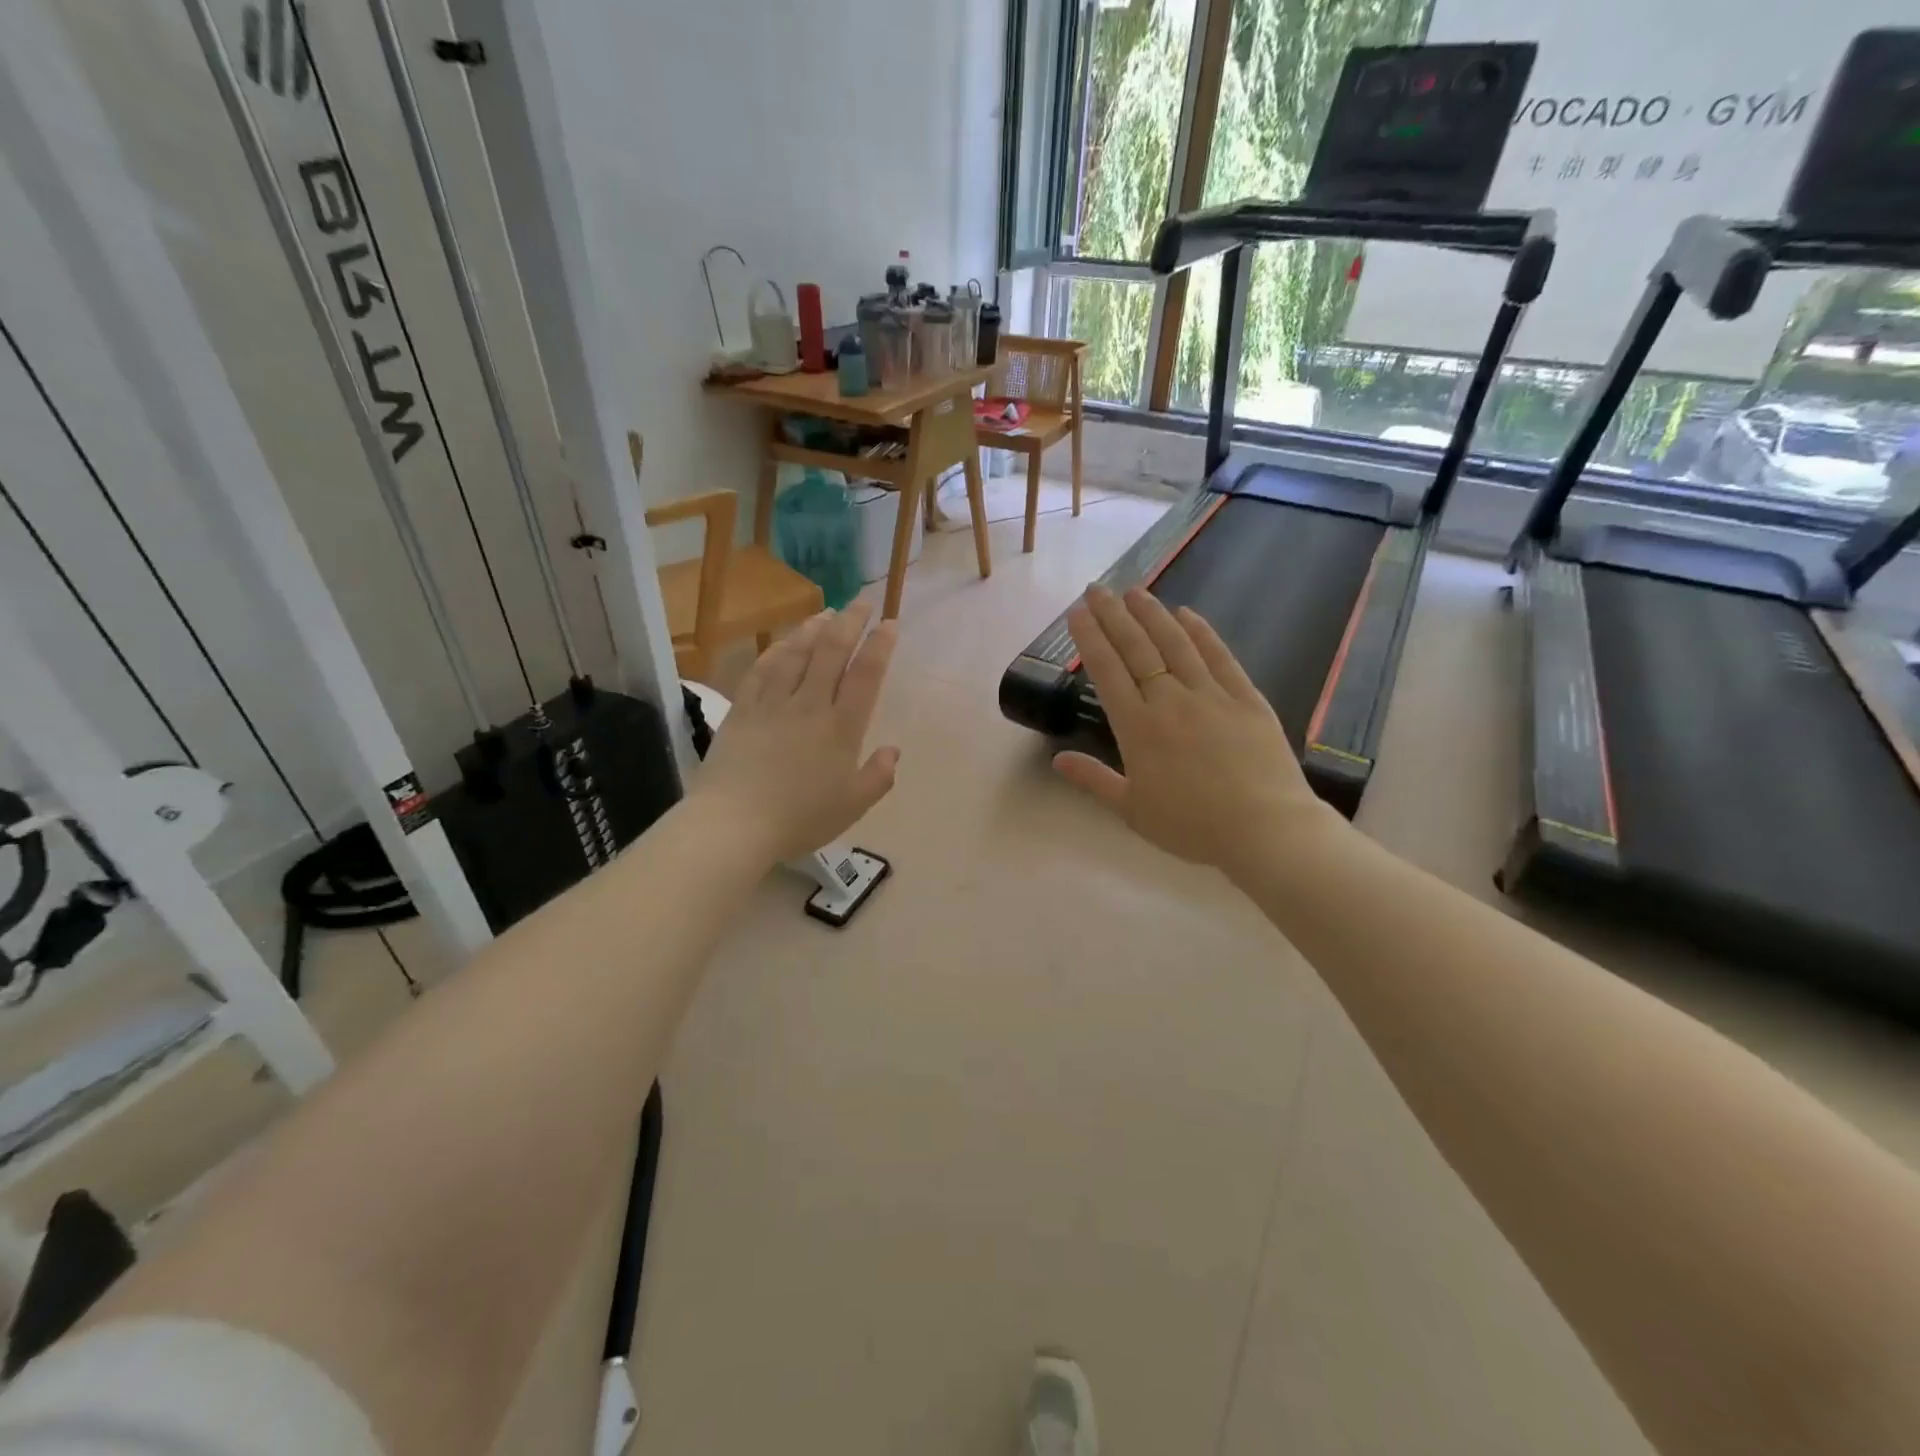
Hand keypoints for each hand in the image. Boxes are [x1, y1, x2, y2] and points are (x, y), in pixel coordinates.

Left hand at [691, 603, 900, 863]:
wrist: (734, 824)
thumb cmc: (799, 818)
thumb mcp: (852, 806)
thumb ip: (877, 777)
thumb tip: (893, 750)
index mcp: (841, 728)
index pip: (866, 675)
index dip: (880, 645)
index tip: (890, 623)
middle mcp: (810, 705)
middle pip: (832, 652)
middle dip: (850, 622)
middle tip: (862, 602)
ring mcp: (773, 703)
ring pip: (796, 653)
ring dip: (813, 628)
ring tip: (827, 612)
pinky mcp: (742, 709)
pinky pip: (761, 669)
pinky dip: (776, 650)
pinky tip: (784, 641)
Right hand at [1054, 585, 1339, 878]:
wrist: (1265, 830)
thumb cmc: (1192, 826)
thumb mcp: (1132, 811)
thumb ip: (1094, 780)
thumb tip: (1056, 759)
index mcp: (1138, 728)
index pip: (1107, 671)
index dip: (1090, 638)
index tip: (1077, 612)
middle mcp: (1169, 700)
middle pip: (1137, 648)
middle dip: (1113, 615)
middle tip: (1097, 588)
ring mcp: (1211, 695)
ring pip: (1176, 644)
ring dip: (1153, 614)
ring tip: (1135, 590)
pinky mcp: (1246, 698)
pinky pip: (1220, 657)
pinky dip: (1202, 632)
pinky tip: (1188, 613)